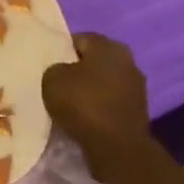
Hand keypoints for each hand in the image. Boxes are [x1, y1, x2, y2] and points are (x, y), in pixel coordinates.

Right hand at [41, 33, 151, 176]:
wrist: (116, 144)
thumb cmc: (83, 103)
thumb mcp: (52, 79)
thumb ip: (55, 68)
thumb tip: (62, 71)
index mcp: (109, 46)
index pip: (79, 39)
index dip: (60, 50)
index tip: (46, 64)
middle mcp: (127, 60)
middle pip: (94, 60)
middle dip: (76, 70)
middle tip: (55, 83)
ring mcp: (136, 86)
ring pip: (103, 81)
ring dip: (88, 89)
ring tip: (67, 103)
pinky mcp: (137, 109)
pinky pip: (109, 101)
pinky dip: (97, 106)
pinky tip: (82, 117)